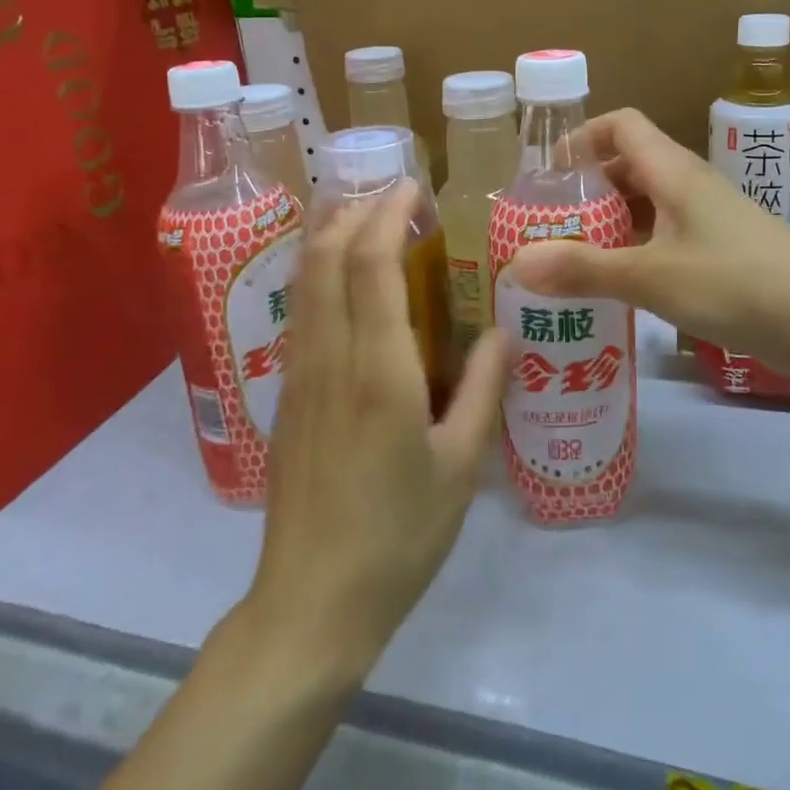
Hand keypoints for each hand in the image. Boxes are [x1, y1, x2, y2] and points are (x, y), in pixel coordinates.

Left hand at [246, 181, 509, 686]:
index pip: (372, 264)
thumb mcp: (461, 467)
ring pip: (304, 281)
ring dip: (329, 236)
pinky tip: (344, 281)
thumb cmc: (399, 536)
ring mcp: (300, 376)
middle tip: (391, 194)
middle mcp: (330, 358)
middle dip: (354, 211)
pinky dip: (319, 274)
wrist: (312, 603)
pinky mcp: (287, 396)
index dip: (388, 213)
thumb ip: (484, 391)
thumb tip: (502, 332)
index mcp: (378, 371)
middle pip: (325, 257)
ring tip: (362, 216)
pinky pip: (302, 312)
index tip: (411, 186)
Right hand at [507, 109, 789, 377]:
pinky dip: (637, 250)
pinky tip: (620, 286)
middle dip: (587, 190)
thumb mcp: (652, 277)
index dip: (582, 138)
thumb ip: (585, 270)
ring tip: (573, 259)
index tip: (548, 174)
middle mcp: (690, 185)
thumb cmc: (736, 283)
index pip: (621, 125)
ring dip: (610, 224)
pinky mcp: (722, 251)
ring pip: (648, 205)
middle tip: (549, 226)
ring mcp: (709, 219)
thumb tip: (517, 263)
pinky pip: (667, 236)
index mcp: (674, 172)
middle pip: (629, 166)